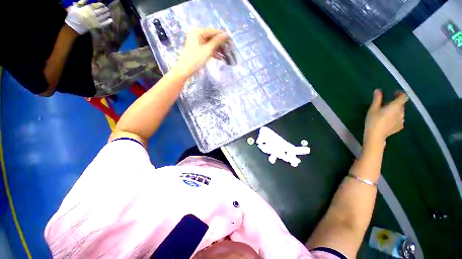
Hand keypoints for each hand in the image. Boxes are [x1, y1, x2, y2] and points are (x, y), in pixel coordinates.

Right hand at [65, 0, 112, 34]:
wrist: (73, 26)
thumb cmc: (73, 16)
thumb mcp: (74, 7)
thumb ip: (81, 2)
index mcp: (87, 9)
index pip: (96, 5)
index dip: (100, 4)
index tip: (102, 4)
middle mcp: (92, 14)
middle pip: (101, 11)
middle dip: (105, 9)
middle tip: (107, 8)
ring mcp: (95, 21)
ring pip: (103, 17)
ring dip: (107, 14)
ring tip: (109, 13)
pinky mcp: (96, 26)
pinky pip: (104, 24)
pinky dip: (108, 22)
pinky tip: (111, 20)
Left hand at [175, 28, 228, 76]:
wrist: (185, 70)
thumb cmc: (195, 59)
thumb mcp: (207, 50)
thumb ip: (217, 42)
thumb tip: (226, 34)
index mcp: (197, 31)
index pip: (213, 32)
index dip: (222, 36)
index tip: (231, 41)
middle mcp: (197, 34)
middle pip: (212, 38)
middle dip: (221, 44)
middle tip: (229, 49)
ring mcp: (197, 42)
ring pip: (210, 44)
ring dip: (218, 50)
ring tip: (226, 55)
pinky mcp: (197, 49)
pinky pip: (207, 49)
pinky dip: (213, 53)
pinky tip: (220, 58)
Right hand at [364, 89, 406, 142]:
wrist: (376, 135)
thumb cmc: (373, 120)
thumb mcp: (373, 109)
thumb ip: (377, 99)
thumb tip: (378, 90)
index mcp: (396, 106)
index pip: (403, 96)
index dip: (399, 93)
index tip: (394, 93)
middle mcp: (401, 112)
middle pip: (401, 105)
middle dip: (396, 103)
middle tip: (387, 104)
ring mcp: (401, 120)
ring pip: (400, 112)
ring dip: (396, 111)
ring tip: (387, 113)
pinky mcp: (400, 127)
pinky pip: (399, 119)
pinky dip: (395, 118)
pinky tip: (388, 121)